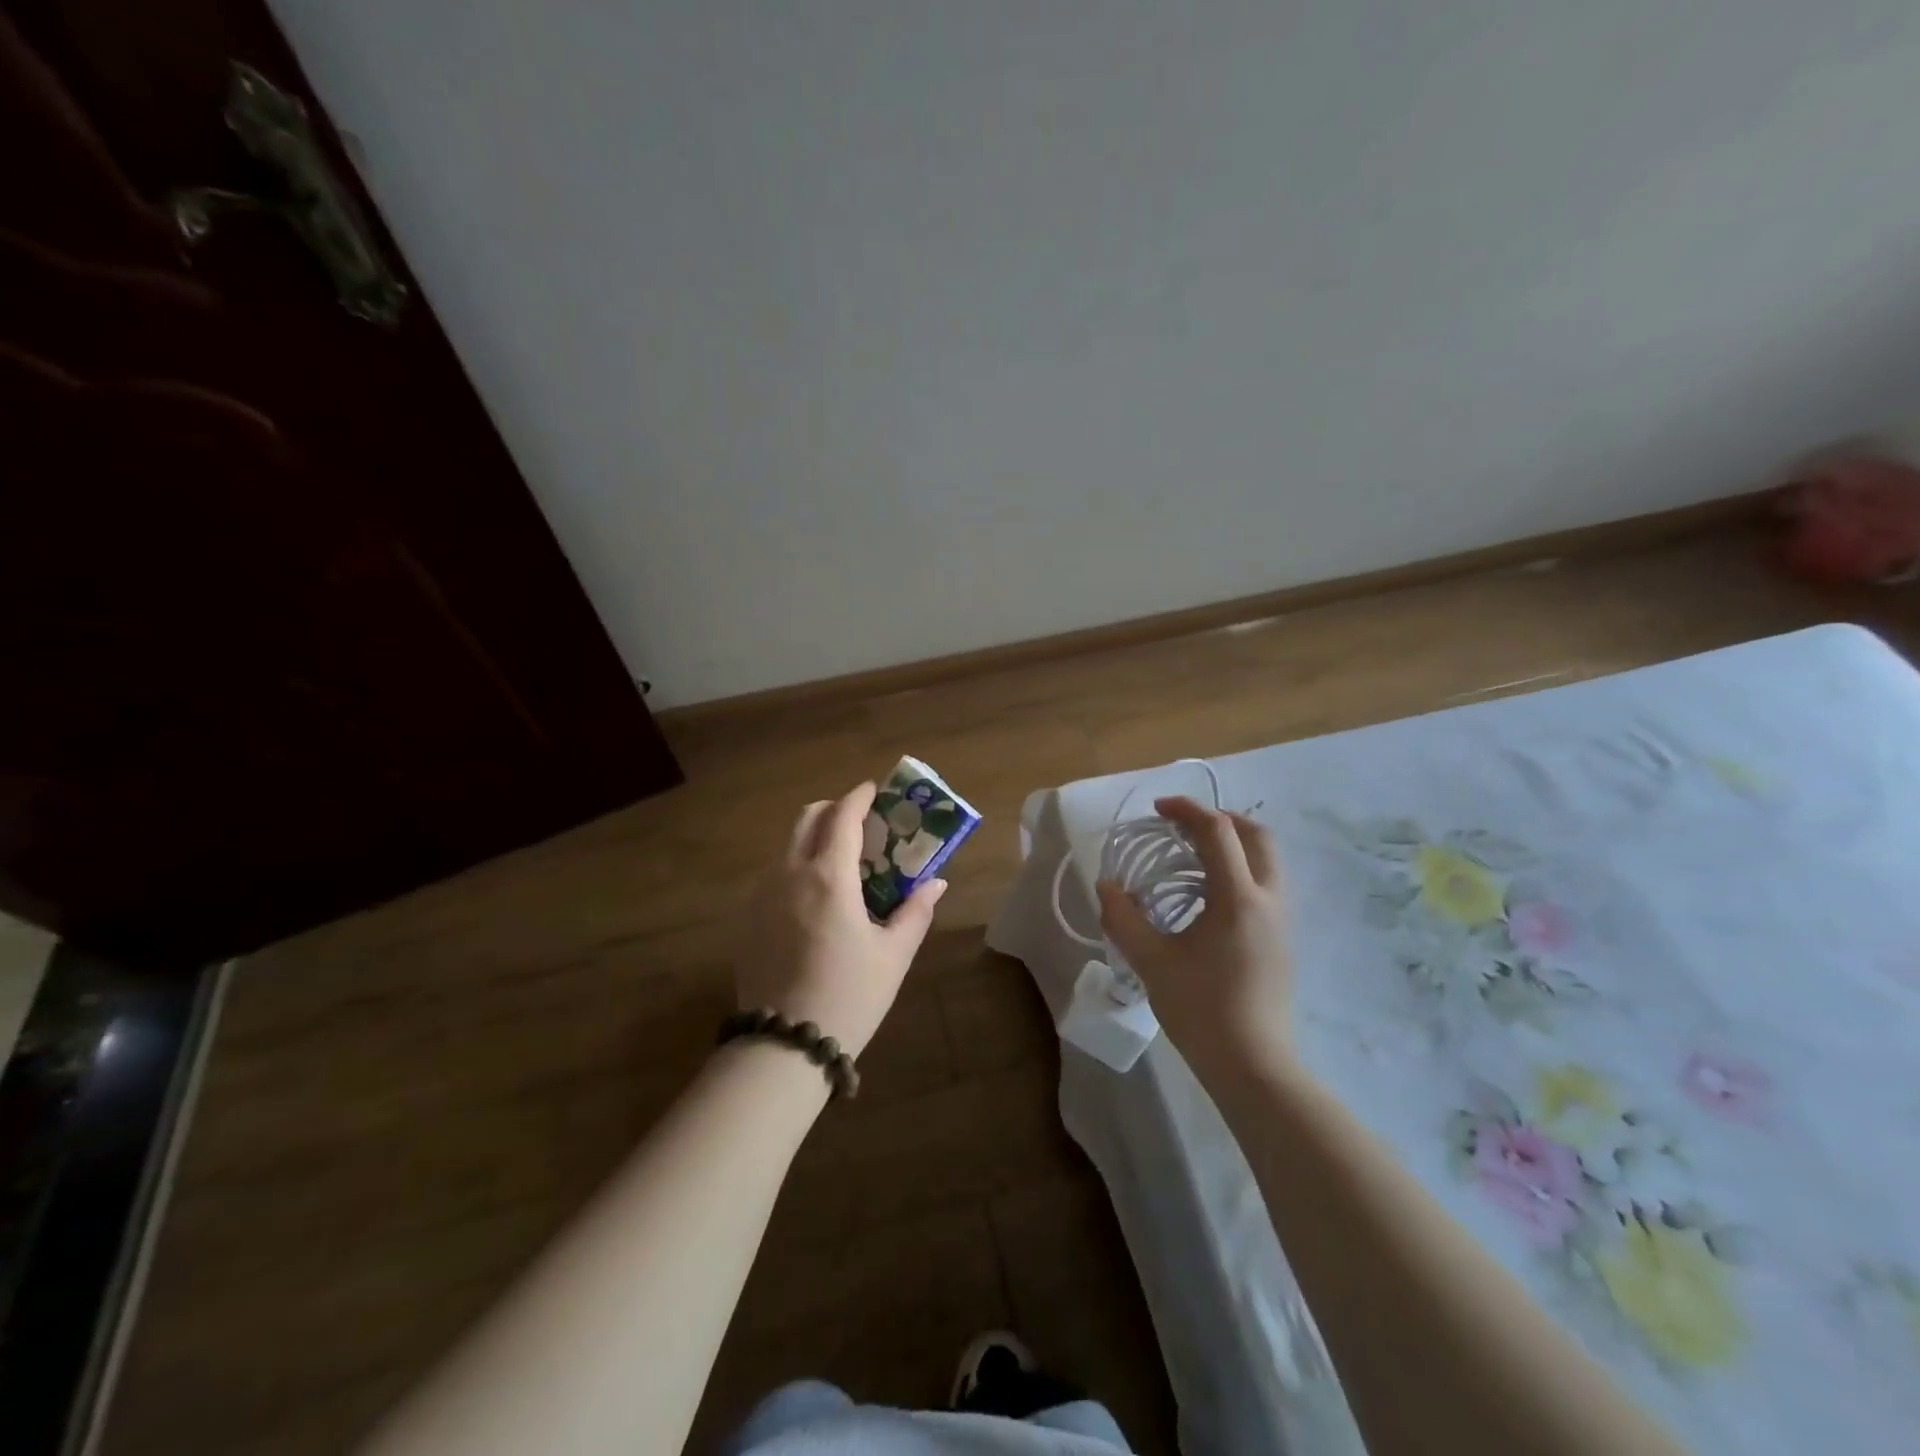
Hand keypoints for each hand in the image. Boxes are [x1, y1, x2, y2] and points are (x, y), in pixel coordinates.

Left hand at [735, 781, 946, 1060]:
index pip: (842, 816)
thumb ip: (916, 911)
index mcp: (828, 877)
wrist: (784, 1046)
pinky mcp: (748, 918)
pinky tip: (816, 899)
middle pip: (807, 818)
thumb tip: (936, 883)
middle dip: (833, 809)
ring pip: (788, 845)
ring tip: (841, 864)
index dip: (859, 796)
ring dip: (814, 838)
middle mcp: (789, 874)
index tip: (873, 790)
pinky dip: (797, 866)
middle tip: (859, 824)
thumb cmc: (849, 996)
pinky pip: (775, 874)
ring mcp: (762, 895)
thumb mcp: (893, 955)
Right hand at [1096, 797, 1293, 1080]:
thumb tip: (1107, 885)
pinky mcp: (1283, 939)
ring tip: (1194, 854)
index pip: (1218, 832)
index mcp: (1239, 898)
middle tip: (1183, 825)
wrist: (1253, 1065)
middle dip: (1220, 819)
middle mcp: (1269, 899)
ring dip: (1234, 842)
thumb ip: (1123, 916)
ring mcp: (1282, 920)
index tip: (1158, 810)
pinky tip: (1210, 892)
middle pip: (1257, 835)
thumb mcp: (1151, 961)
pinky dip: (1241, 867)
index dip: (1187, 810)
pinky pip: (1267, 883)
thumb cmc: (1201, 1009)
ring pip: (1268, 859)